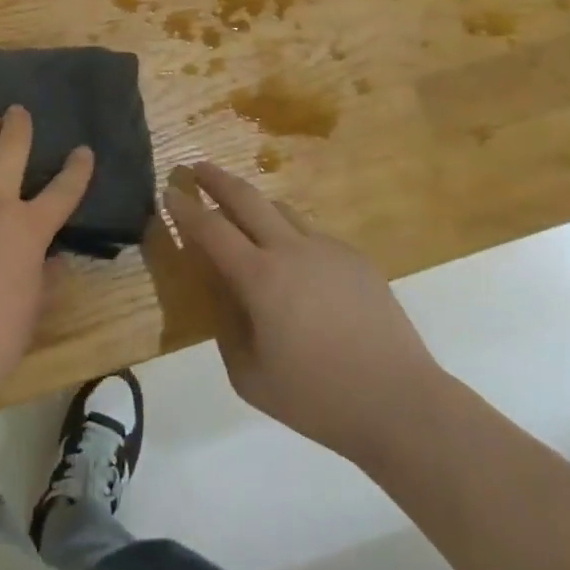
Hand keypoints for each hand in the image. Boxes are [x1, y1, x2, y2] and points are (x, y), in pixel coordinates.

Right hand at [164, 162, 445, 469]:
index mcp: (260, 278)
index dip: (186, 208)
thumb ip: (228, 335)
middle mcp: (290, 250)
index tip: (169, 191)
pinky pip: (312, 235)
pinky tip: (297, 265)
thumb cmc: (318, 399)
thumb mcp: (251, 379)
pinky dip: (292, 236)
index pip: (211, 229)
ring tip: (243, 211)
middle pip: (246, 198)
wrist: (400, 402)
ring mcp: (327, 248)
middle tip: (198, 167)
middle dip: (217, 179)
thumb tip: (227, 304)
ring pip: (282, 210)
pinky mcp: (355, 258)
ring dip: (256, 204)